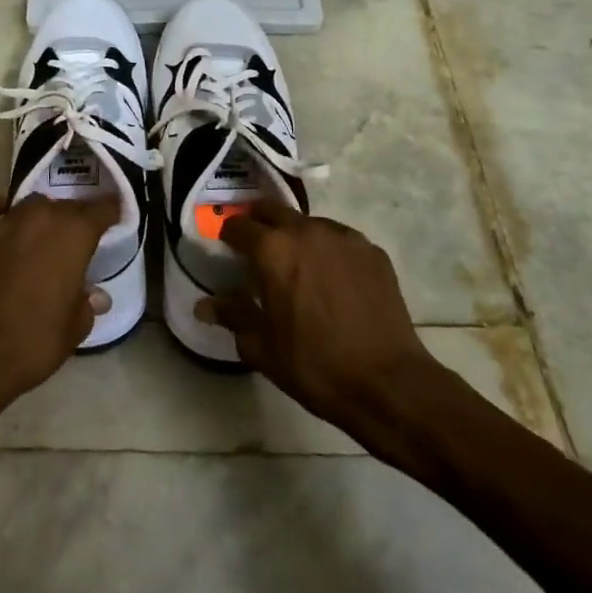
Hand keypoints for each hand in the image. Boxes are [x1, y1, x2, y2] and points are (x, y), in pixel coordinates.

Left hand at [0, 190, 117, 433]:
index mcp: (74, 235)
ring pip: (29, 204)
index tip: (113, 219)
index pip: (101, 209)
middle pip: (65, 205)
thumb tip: (95, 295)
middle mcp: (41, 217)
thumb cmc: (34, 344)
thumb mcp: (74, 328)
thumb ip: (87, 304)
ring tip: (39, 236)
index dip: (110, 212)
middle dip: (74, 220)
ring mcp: (2, 222)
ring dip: (39, 216)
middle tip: (75, 241)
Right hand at [199, 199, 456, 434]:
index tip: (227, 249)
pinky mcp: (373, 252)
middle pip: (273, 210)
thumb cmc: (314, 365)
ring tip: (298, 263)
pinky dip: (328, 250)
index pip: (238, 226)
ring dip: (296, 235)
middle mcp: (307, 231)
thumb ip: (232, 316)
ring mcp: (344, 238)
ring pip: (309, 223)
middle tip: (255, 246)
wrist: (387, 383)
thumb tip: (204, 305)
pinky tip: (332, 278)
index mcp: (273, 250)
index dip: (228, 236)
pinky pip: (340, 240)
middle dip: (259, 222)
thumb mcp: (262, 346)